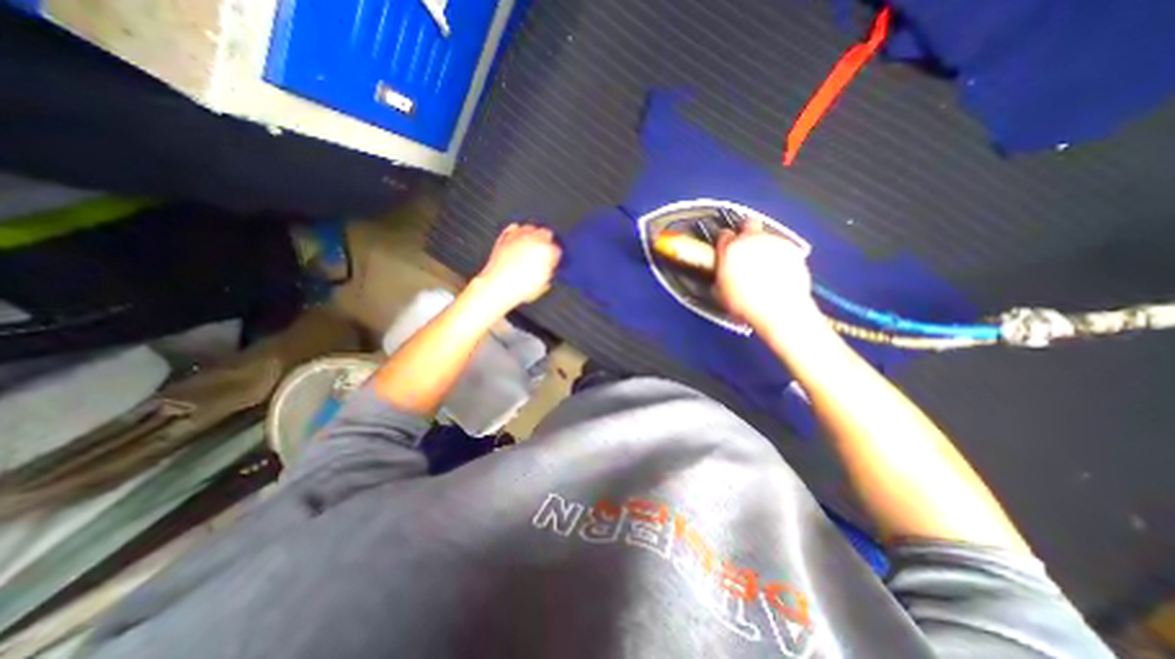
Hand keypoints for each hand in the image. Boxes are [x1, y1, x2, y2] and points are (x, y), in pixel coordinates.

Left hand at [473, 224, 561, 311]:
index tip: (553, 260)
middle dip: (546, 242)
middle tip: (544, 252)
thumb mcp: (544, 284)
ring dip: (533, 235)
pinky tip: (519, 239)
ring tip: (532, 244)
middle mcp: (534, 240)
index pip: (557, 248)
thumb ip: (549, 272)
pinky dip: (517, 232)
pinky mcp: (505, 237)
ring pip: (531, 227)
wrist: (498, 286)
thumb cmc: (519, 287)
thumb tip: (549, 268)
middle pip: (546, 233)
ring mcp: (519, 236)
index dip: (555, 255)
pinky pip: (514, 228)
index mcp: (547, 251)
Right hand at [717, 219, 820, 331]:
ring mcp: (774, 243)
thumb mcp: (721, 292)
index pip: (724, 235)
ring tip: (763, 266)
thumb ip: (720, 273)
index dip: (724, 243)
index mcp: (730, 250)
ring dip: (763, 246)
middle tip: (745, 248)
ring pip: (766, 236)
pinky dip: (779, 255)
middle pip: (748, 224)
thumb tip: (722, 271)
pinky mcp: (793, 250)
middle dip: (746, 232)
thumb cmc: (746, 304)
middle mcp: (752, 240)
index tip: (725, 250)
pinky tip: (778, 271)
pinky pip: (782, 247)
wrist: (779, 310)